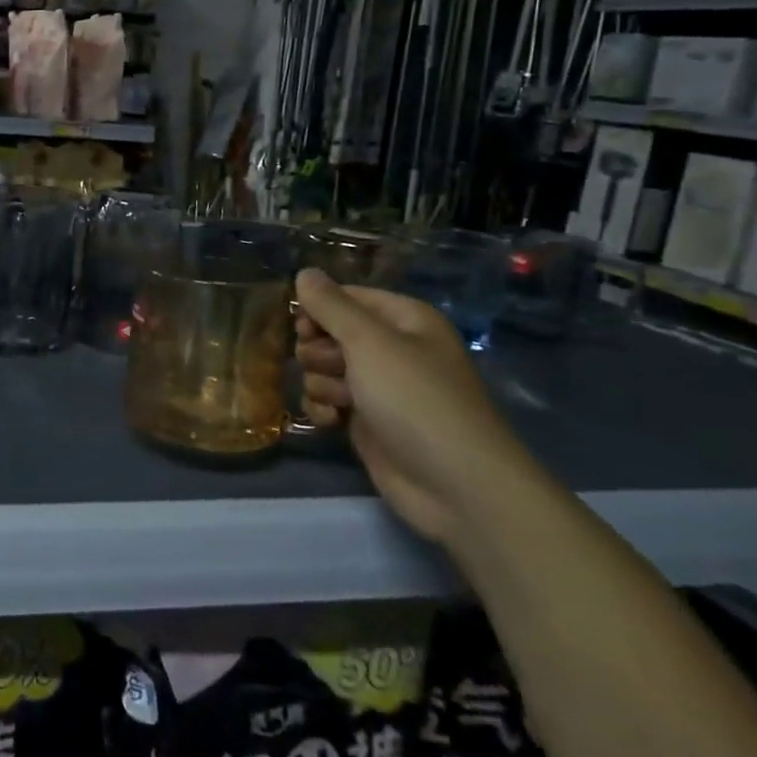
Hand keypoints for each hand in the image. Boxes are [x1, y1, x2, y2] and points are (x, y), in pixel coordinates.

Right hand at [293, 268, 533, 544]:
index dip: (318, 309)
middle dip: (319, 349)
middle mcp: (391, 348)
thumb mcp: (369, 341)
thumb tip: (304, 272)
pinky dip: (324, 408)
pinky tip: (331, 421)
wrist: (454, 484)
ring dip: (322, 382)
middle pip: (329, 332)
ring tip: (342, 399)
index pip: (345, 297)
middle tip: (333, 366)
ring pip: (323, 367)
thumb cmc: (414, 399)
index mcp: (403, 319)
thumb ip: (331, 306)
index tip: (302, 327)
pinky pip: (327, 400)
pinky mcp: (367, 421)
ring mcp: (379, 386)